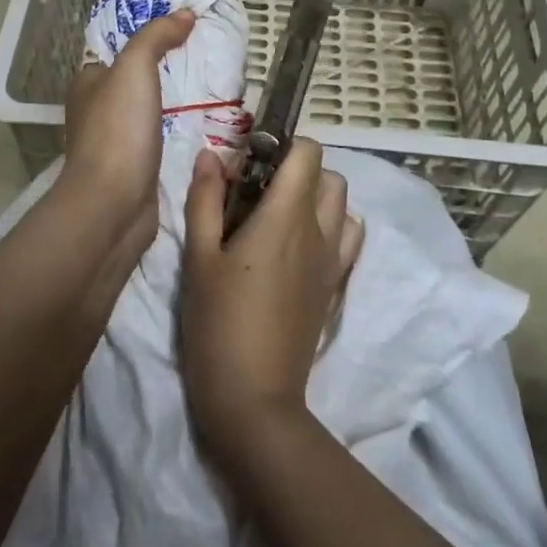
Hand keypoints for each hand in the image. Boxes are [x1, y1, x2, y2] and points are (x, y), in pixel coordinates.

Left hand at [59, 10, 195, 258]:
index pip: (118, 47)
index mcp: (89, 82)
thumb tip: (184, 15)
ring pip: (149, 108)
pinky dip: (178, 127)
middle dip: (166, 66)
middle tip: (206, 53)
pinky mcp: (134, 167)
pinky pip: (159, 136)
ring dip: (174, 99)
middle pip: (135, 78)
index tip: (184, 25)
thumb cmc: (118, 130)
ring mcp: (115, 141)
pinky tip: (204, 122)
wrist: (113, 206)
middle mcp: (97, 109)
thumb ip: (156, 37)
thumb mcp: (135, 67)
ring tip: (213, 84)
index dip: (147, 33)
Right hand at [179, 138, 363, 459]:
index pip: (307, 152)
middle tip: (259, 191)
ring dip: (317, 198)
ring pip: (342, 206)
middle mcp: (319, 231)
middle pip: (328, 175)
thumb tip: (209, 156)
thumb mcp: (199, 257)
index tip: (250, 163)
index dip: (281, 146)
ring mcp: (333, 261)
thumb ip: (204, 199)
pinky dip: (331, 229)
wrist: (253, 399)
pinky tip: (297, 249)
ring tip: (279, 218)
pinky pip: (347, 240)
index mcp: (286, 215)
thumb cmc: (218, 322)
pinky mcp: (335, 288)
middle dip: (297, 170)